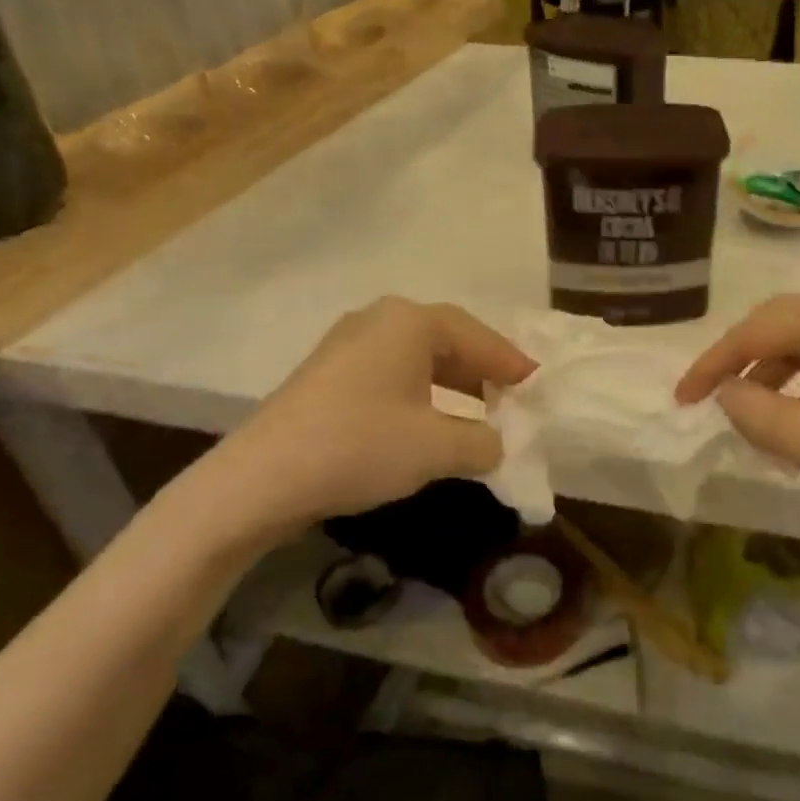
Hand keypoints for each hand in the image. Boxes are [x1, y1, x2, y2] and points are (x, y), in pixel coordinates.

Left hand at [178, 298, 534, 554]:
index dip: (511, 362)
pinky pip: (392, 374)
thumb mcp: (438, 447)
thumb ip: (483, 441)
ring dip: (452, 385)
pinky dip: (421, 394)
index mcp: (410, 322)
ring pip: (418, 359)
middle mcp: (379, 321)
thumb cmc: (361, 446)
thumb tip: (498, 443)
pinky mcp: (328, 375)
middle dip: (482, 371)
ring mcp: (348, 346)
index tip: (538, 385)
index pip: (477, 336)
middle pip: (447, 340)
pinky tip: (430, 423)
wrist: (261, 480)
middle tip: (513, 398)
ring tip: (480, 412)